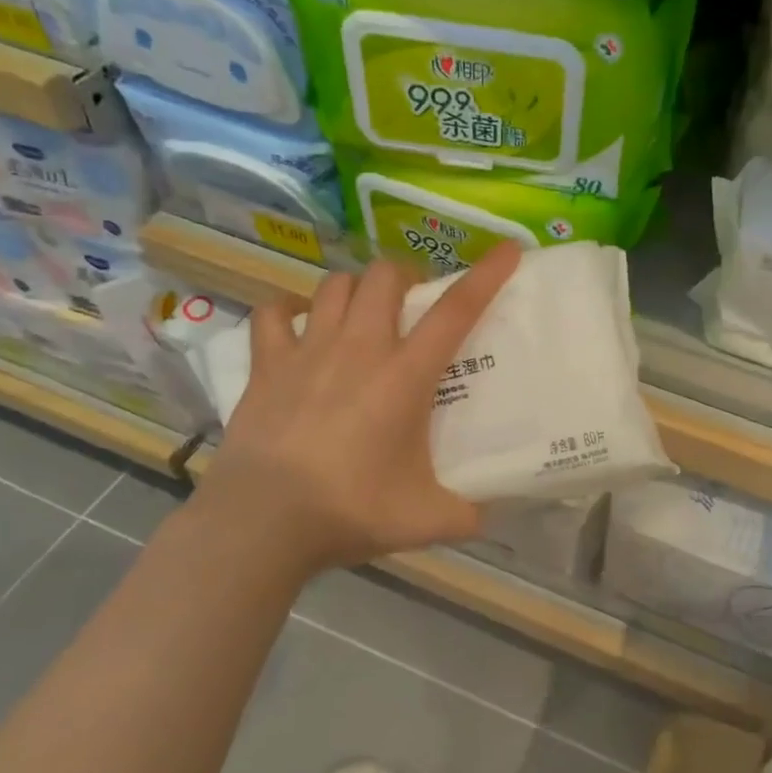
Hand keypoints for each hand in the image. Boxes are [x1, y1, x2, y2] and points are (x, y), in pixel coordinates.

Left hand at [196, 244, 522, 574]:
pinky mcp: (267, 365)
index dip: (486, 276)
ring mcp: (308, 351)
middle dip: (405, 277)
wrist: (263, 522)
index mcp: (405, 376)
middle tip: (413, 304)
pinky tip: (299, 323)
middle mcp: (359, 348)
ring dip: (356, 289)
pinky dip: (289, 310)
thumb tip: (494, 514)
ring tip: (363, 313)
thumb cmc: (350, 512)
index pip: (455, 311)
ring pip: (335, 285)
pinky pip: (274, 313)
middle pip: (385, 276)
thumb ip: (470, 513)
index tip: (508, 250)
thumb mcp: (427, 521)